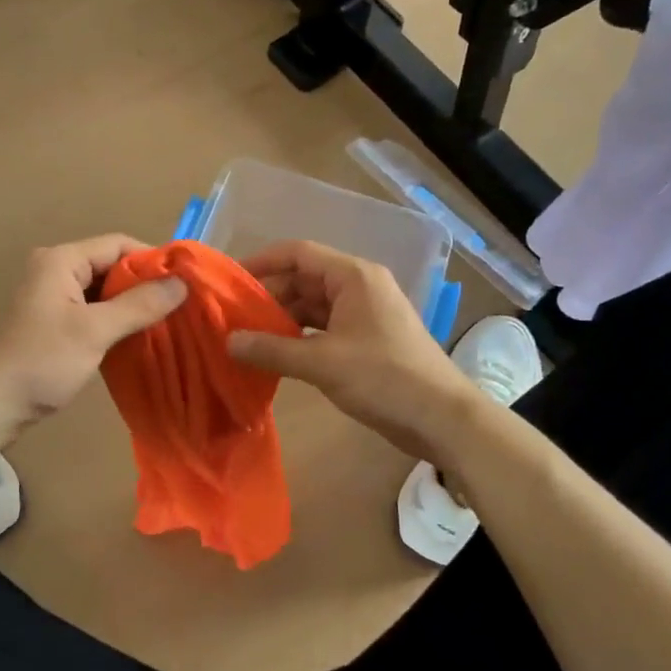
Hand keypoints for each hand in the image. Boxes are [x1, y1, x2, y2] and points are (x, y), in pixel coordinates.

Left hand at [0, 235, 186, 440]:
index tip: (184, 282)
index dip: (152, 259)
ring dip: (130, 304)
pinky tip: (134, 337)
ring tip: (164, 322)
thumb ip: (139, 305)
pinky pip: (90, 310)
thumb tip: (182, 283)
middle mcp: (53, 270)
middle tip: (178, 306)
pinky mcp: (50, 322)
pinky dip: (113, 320)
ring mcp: (49, 297)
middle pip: (110, 265)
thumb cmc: (40, 362)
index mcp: (60, 260)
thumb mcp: (94, 331)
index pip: (117, 244)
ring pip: (101, 290)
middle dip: (143, 284)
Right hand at [226, 240, 477, 459]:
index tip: (229, 280)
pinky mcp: (366, 339)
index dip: (262, 262)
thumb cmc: (384, 377)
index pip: (298, 253)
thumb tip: (228, 341)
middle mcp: (358, 286)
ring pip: (312, 305)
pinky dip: (299, 336)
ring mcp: (364, 313)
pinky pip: (324, 327)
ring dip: (282, 318)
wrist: (441, 417)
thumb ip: (272, 349)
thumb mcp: (322, 362)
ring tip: (246, 336)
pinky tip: (276, 353)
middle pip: (303, 279)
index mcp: (353, 276)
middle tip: (232, 317)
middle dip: (268, 296)